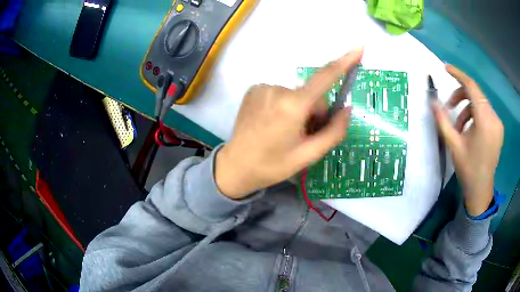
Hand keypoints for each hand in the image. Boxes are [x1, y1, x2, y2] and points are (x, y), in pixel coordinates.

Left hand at [215, 48, 362, 198]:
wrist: (236, 166)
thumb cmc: (273, 165)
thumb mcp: (309, 155)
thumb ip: (334, 131)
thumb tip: (347, 109)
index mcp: (293, 106)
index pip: (325, 77)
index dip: (344, 61)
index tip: (359, 48)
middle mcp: (277, 89)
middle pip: (312, 94)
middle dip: (315, 112)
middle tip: (305, 135)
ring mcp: (263, 87)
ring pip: (296, 95)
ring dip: (299, 110)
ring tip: (287, 132)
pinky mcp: (254, 90)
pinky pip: (281, 94)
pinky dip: (284, 105)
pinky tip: (274, 124)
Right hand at [431, 64, 503, 215]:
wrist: (481, 190)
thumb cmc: (468, 169)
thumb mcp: (453, 145)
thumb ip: (443, 121)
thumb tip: (432, 102)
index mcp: (484, 121)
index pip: (472, 87)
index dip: (458, 75)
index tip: (446, 69)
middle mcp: (494, 118)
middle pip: (476, 94)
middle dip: (461, 96)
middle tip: (449, 107)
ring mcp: (498, 124)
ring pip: (480, 104)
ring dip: (467, 108)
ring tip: (458, 126)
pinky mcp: (498, 129)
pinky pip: (485, 112)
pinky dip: (475, 115)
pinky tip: (469, 130)